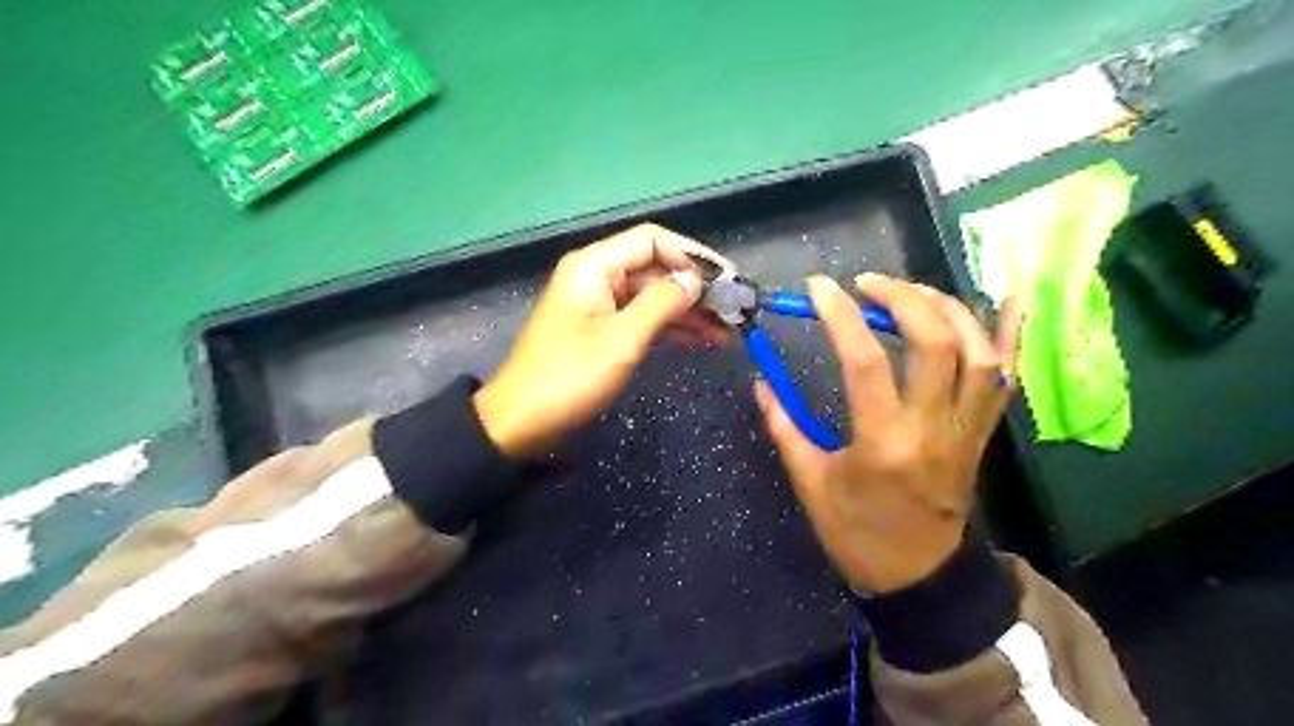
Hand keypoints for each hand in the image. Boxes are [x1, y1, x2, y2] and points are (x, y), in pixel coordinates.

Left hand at [474, 224, 726, 456]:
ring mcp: (600, 304)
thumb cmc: (569, 377)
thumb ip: (661, 303)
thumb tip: (695, 280)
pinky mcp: (602, 330)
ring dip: (689, 312)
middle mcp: (598, 276)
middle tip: (734, 311)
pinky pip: (643, 319)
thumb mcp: (621, 339)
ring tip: (727, 333)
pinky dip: (670, 328)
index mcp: (595, 266)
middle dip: (695, 288)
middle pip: (656, 269)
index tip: (726, 279)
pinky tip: (701, 341)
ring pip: (653, 296)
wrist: (522, 422)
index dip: (692, 255)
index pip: (652, 240)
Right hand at [762, 271, 1020, 595]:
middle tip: (867, 285)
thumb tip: (761, 382)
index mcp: (883, 442)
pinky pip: (1007, 378)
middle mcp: (934, 427)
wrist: (918, 574)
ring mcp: (967, 428)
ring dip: (946, 307)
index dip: (840, 315)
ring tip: (910, 292)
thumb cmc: (856, 531)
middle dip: (901, 297)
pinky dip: (1011, 334)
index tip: (819, 287)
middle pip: (935, 342)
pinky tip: (1009, 297)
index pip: (865, 360)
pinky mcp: (983, 432)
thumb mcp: (810, 482)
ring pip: (978, 351)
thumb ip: (784, 426)